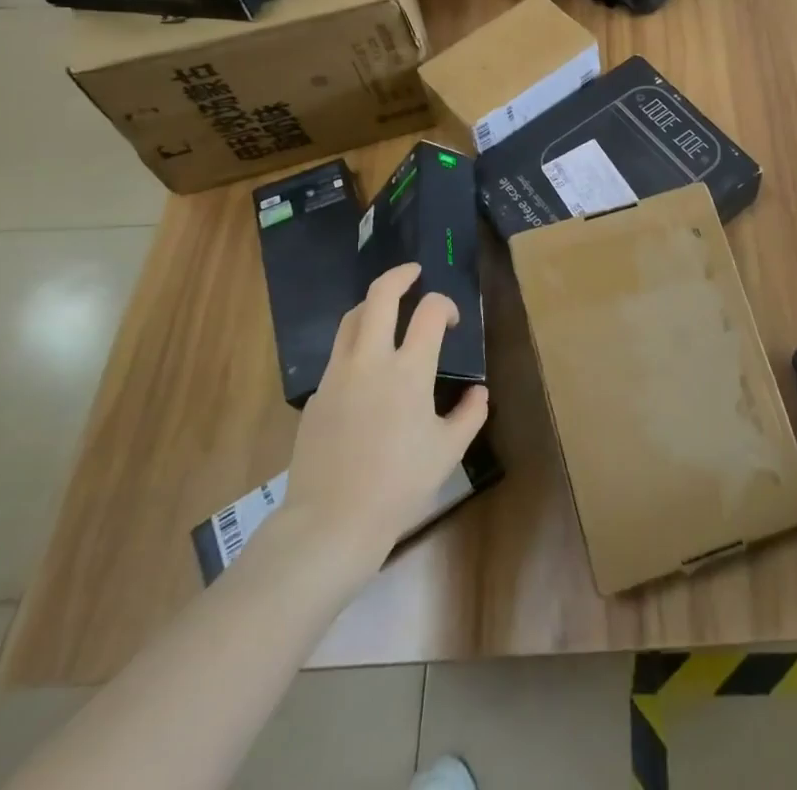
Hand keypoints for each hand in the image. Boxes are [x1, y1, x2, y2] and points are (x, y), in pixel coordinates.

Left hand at [272, 264, 489, 574]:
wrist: (331, 523)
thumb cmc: (398, 486)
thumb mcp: (447, 452)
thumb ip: (469, 414)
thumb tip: (479, 391)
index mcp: (408, 370)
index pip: (429, 311)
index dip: (444, 305)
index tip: (450, 321)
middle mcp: (371, 360)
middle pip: (380, 295)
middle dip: (400, 275)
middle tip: (414, 273)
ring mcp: (338, 374)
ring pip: (351, 317)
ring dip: (372, 304)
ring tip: (386, 308)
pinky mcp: (317, 394)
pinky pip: (338, 353)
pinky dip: (355, 342)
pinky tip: (366, 364)